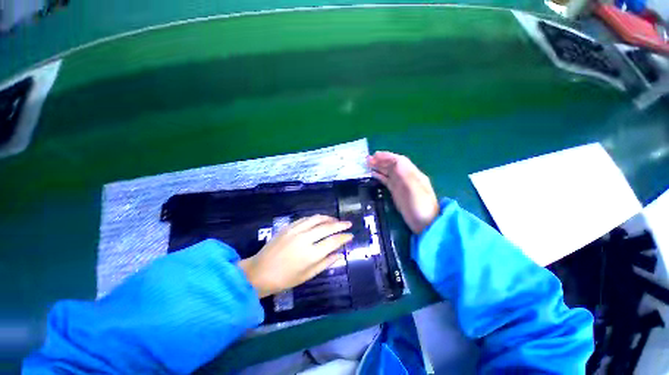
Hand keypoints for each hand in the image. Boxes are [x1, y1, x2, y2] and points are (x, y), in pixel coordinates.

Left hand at [238, 215, 352, 297]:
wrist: (258, 273)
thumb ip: (325, 263)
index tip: (351, 235)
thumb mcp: (307, 275)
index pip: (333, 241)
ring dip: (328, 218)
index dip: (344, 237)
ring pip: (316, 219)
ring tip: (335, 220)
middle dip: (340, 224)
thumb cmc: (284, 279)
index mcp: (310, 254)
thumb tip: (339, 254)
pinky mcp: (288, 227)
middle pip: (327, 227)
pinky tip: (319, 220)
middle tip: (348, 223)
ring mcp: (295, 230)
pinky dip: (315, 218)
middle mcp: (304, 239)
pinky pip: (305, 219)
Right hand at [368, 151, 439, 234]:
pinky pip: (387, 181)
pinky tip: (373, 175)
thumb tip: (395, 162)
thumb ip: (406, 176)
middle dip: (381, 160)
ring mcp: (401, 185)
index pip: (399, 161)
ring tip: (367, 165)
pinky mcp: (396, 192)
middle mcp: (407, 177)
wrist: (425, 224)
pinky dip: (380, 176)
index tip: (375, 155)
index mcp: (413, 174)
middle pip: (392, 165)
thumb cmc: (421, 207)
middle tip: (367, 160)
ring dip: (379, 167)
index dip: (387, 156)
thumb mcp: (416, 190)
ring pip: (388, 172)